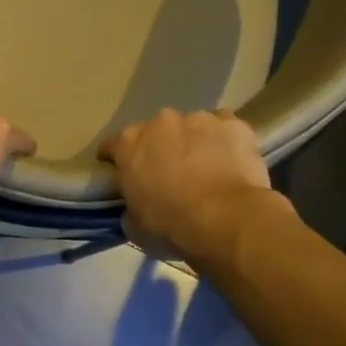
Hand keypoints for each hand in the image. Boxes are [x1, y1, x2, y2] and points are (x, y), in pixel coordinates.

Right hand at [98, 110, 289, 262]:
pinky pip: (224, 130)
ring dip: (192, 142)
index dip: (114, 159)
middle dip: (158, 148)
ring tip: (202, 168)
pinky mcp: (234, 125)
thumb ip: (130, 208)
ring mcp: (199, 119)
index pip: (112, 145)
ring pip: (192, 127)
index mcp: (129, 144)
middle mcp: (161, 123)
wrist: (225, 219)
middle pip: (154, 131)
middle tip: (165, 173)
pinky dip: (223, 142)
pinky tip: (228, 161)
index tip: (117, 171)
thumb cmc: (170, 225)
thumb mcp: (134, 226)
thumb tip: (136, 208)